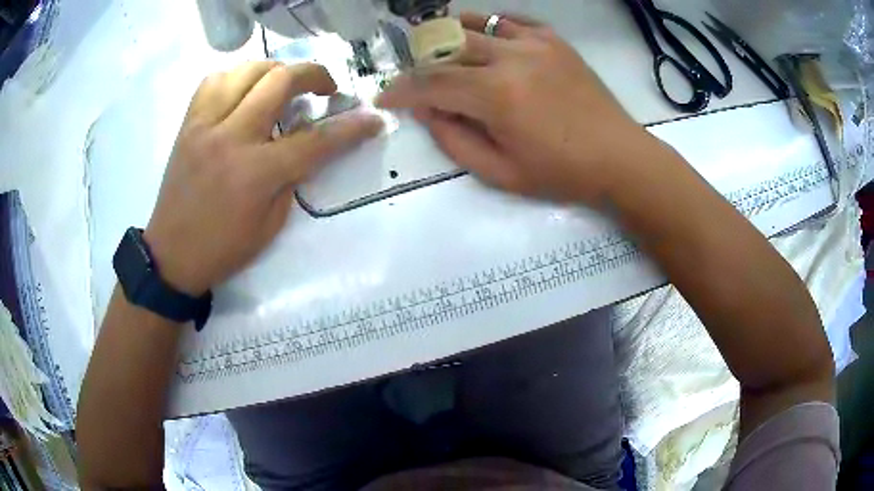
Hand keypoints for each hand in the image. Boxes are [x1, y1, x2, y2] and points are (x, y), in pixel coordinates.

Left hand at [144, 62, 382, 294]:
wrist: (171, 256)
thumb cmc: (224, 249)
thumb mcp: (271, 225)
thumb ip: (292, 178)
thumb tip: (307, 144)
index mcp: (256, 173)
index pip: (315, 140)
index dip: (352, 128)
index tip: (373, 119)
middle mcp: (231, 138)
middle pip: (280, 81)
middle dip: (314, 75)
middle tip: (325, 88)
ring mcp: (205, 125)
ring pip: (246, 71)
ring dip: (274, 70)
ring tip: (283, 84)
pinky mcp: (187, 124)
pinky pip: (214, 81)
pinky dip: (236, 77)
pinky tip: (244, 91)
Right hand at [377, 13, 655, 204]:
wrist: (618, 157)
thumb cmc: (560, 172)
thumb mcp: (499, 172)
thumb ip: (454, 139)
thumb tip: (427, 110)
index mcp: (496, 95)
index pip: (431, 83)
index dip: (402, 90)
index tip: (386, 97)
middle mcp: (510, 57)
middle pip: (447, 48)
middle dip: (422, 63)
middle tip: (416, 80)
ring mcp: (535, 43)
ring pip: (475, 25)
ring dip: (450, 37)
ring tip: (442, 52)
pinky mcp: (553, 40)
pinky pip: (510, 21)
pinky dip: (488, 27)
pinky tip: (485, 40)